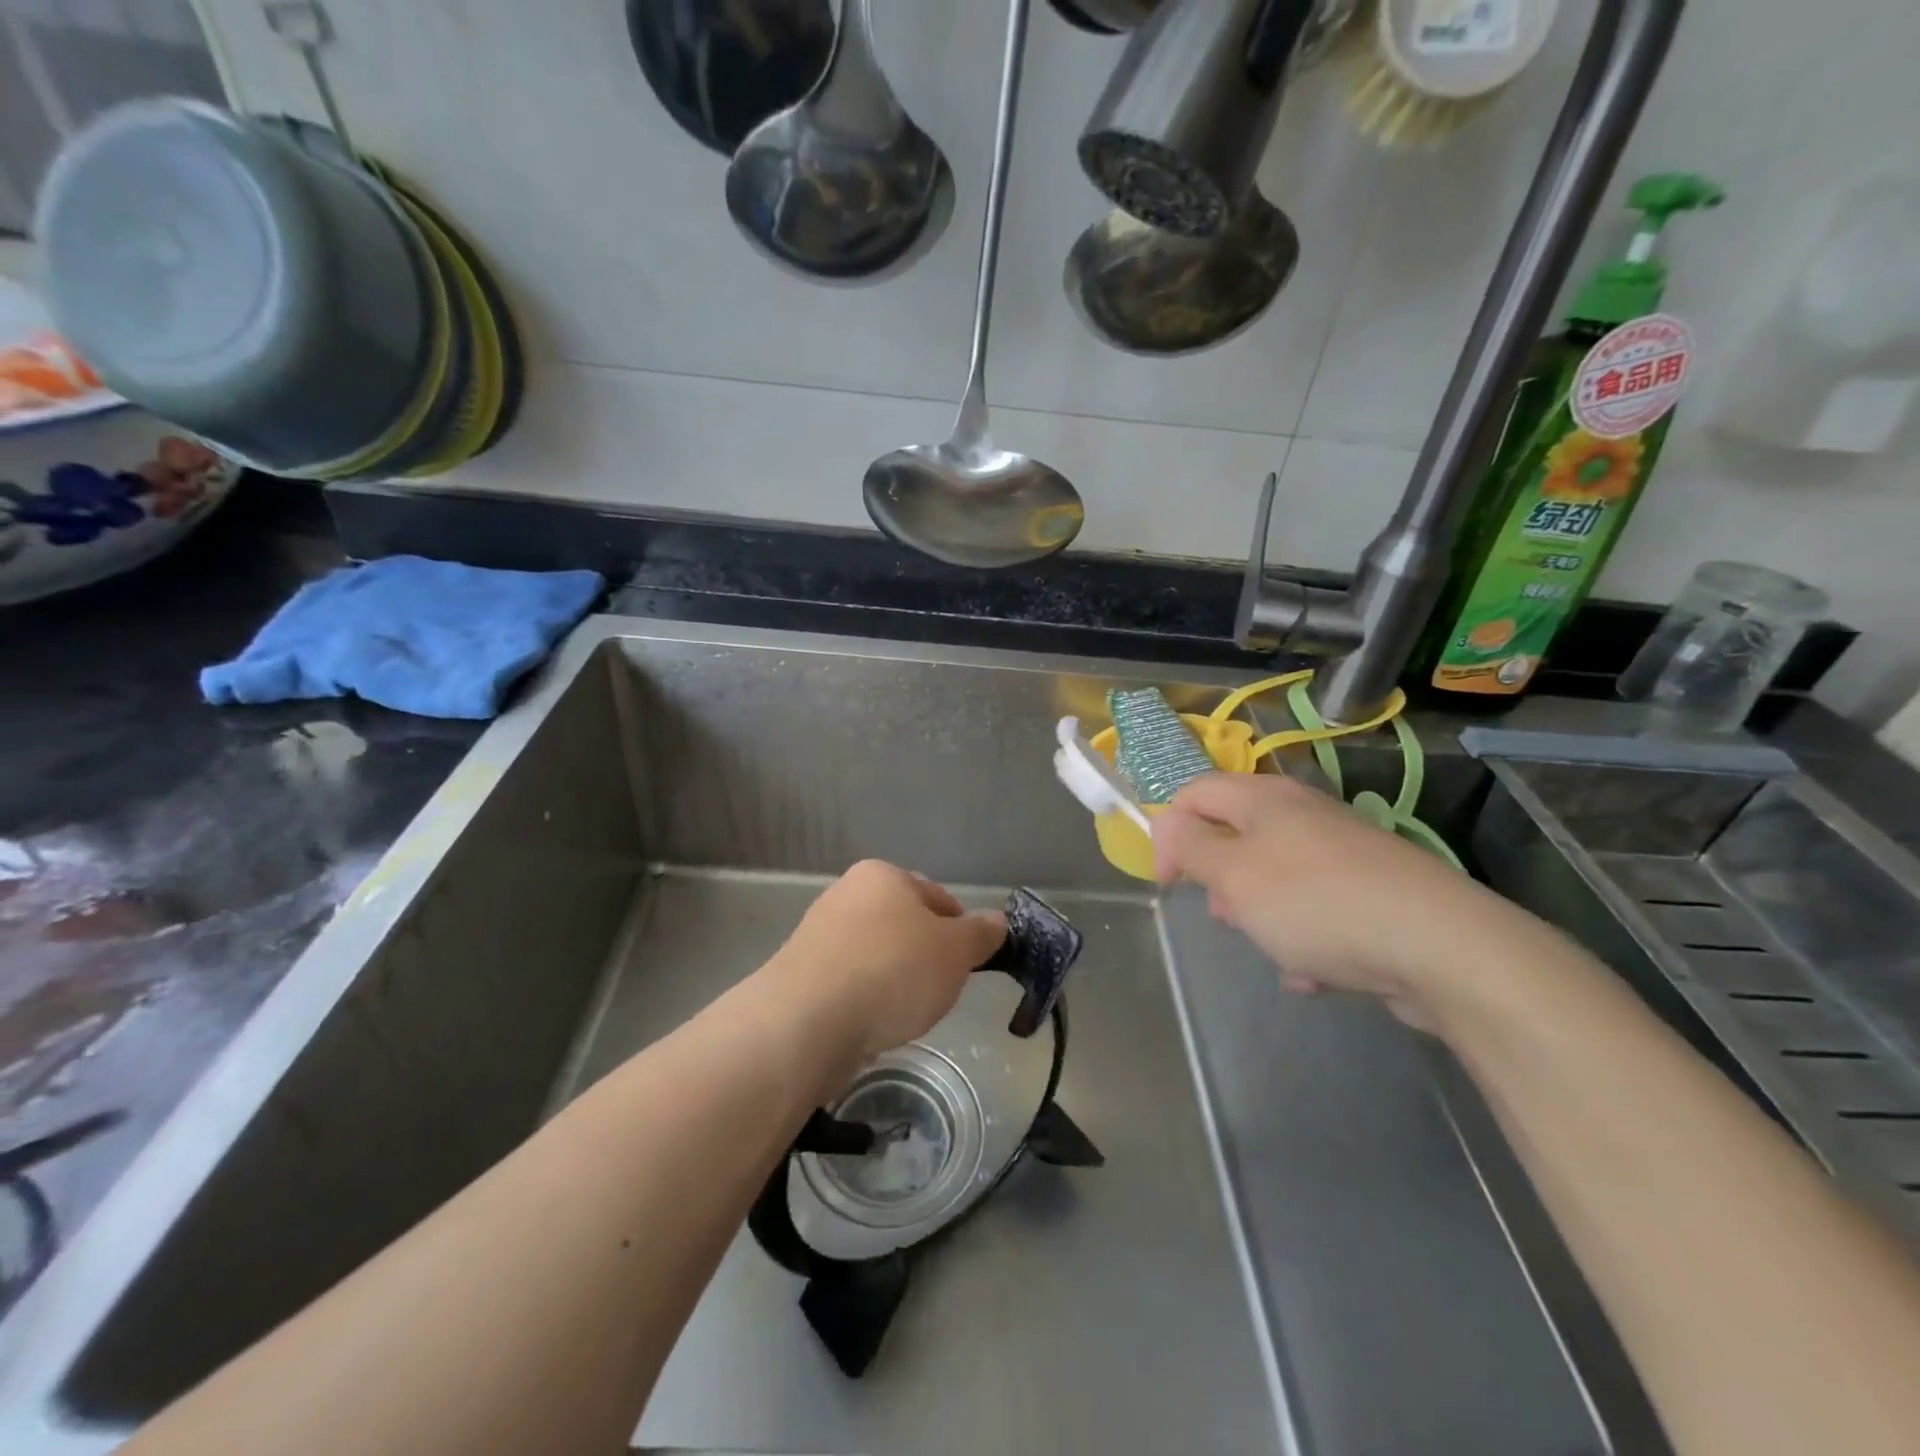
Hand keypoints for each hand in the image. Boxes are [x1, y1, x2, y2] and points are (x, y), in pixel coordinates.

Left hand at [770, 860, 1006, 1065]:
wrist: (807, 1021)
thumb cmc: (892, 970)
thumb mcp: (954, 951)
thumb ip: (979, 934)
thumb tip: (998, 921)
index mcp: (882, 875)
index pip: (937, 897)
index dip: (960, 931)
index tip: (968, 965)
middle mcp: (847, 894)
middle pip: (904, 925)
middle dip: (926, 956)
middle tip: (940, 990)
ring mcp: (819, 934)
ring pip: (876, 955)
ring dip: (895, 979)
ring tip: (905, 1012)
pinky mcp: (801, 974)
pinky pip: (850, 982)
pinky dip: (866, 999)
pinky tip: (873, 1023)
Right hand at [1151, 773, 1510, 1026]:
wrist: (1439, 946)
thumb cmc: (1314, 902)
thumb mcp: (1234, 875)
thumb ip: (1191, 846)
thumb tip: (1168, 823)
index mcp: (1265, 798)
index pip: (1195, 793)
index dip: (1169, 832)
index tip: (1168, 882)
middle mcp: (1304, 815)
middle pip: (1236, 837)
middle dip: (1221, 882)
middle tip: (1227, 916)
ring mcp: (1342, 854)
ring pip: (1274, 879)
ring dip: (1262, 916)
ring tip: (1277, 950)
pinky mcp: (1371, 893)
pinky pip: (1315, 910)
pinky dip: (1304, 938)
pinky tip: (1315, 972)